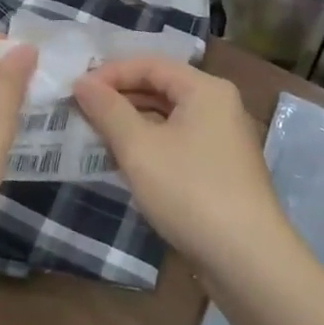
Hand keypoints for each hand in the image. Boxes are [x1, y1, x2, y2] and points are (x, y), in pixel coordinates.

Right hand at [73, 58, 287, 278]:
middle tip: (80, 110)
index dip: (110, 73)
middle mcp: (219, 105)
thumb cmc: (190, 191)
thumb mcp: (140, 148)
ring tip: (94, 133)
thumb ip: (108, 111)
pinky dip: (150, 144)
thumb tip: (83, 82)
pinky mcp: (220, 168)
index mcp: (205, 89)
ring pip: (169, 117)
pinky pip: (178, 142)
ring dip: (131, 122)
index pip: (151, 64)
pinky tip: (123, 161)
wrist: (247, 259)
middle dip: (119, 97)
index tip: (76, 89)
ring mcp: (223, 139)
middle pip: (161, 87)